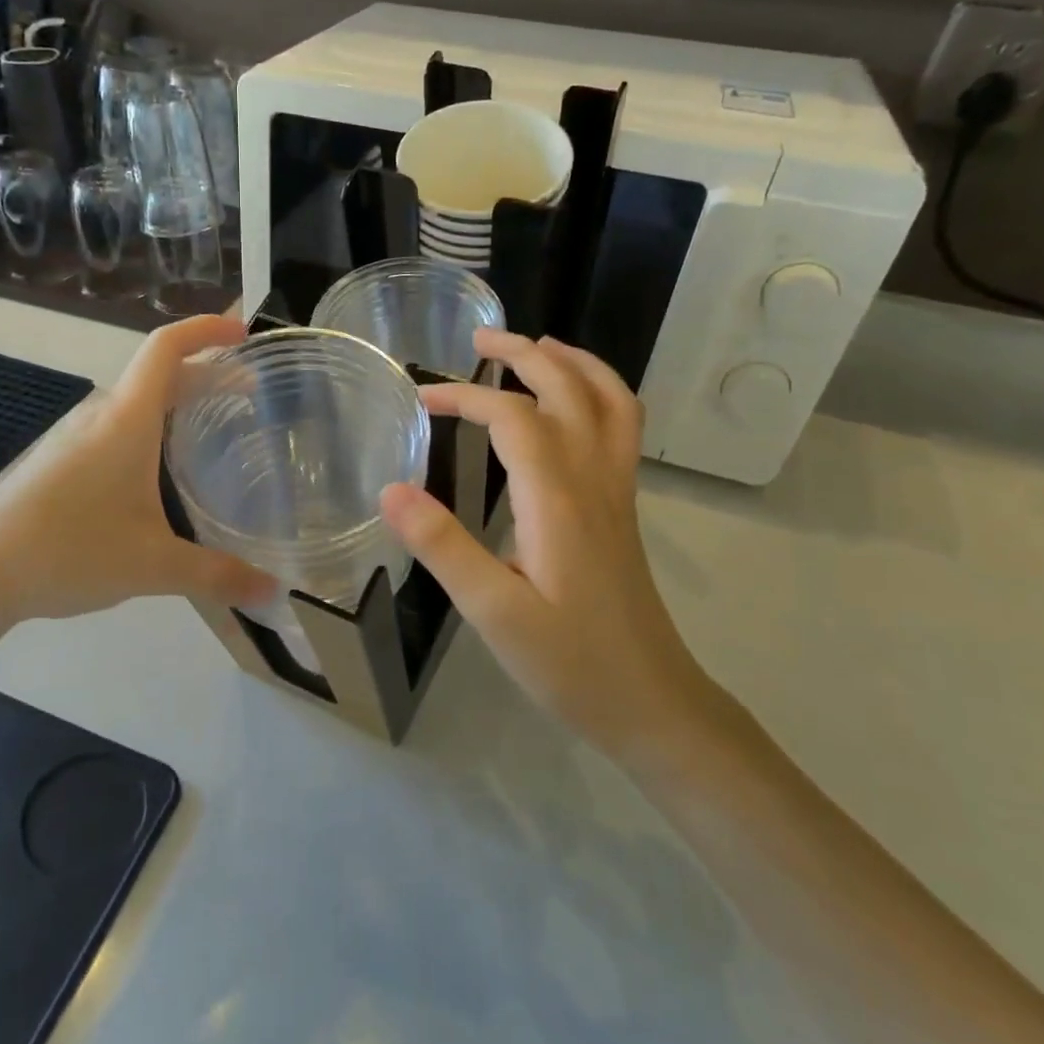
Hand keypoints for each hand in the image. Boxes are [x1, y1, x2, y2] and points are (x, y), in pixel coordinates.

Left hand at [0, 315, 275, 645]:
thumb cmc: (68, 551)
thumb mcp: (153, 566)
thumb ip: (218, 576)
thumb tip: (275, 594)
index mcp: (126, 421)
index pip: (167, 348)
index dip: (207, 330)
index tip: (243, 332)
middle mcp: (100, 416)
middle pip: (158, 374)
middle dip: (207, 375)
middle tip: (250, 396)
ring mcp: (74, 438)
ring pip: (137, 404)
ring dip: (178, 403)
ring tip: (213, 431)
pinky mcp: (58, 462)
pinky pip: (117, 428)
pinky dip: (152, 429)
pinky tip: (161, 474)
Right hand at [380, 330, 709, 753]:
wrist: (651, 702)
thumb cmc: (569, 663)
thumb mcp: (492, 614)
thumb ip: (443, 547)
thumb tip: (392, 488)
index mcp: (557, 499)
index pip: (511, 418)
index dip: (465, 397)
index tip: (420, 400)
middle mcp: (594, 480)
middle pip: (569, 389)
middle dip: (524, 354)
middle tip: (479, 340)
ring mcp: (617, 493)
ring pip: (609, 401)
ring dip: (573, 363)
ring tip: (536, 348)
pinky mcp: (623, 510)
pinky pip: (622, 429)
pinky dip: (599, 394)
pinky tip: (573, 406)